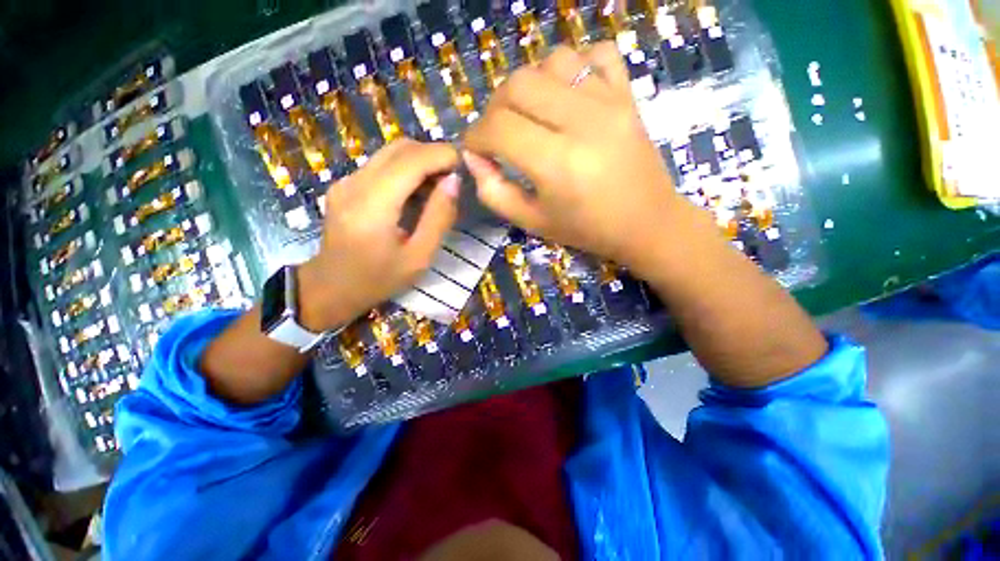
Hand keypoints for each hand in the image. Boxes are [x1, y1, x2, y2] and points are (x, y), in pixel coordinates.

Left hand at [297, 139, 459, 331]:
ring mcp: (346, 181)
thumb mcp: (419, 257)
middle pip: (400, 148)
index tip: (465, 165)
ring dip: (421, 161)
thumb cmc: (379, 279)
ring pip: (391, 153)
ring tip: (440, 186)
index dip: (442, 155)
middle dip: (433, 155)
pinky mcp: (345, 184)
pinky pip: (381, 165)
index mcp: (373, 205)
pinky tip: (417, 193)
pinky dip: (406, 170)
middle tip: (454, 177)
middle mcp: (355, 183)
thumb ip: (438, 217)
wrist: (331, 287)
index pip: (411, 160)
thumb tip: (453, 181)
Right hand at [463, 42, 684, 273]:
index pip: (498, 128)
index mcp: (556, 163)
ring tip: (531, 114)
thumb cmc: (587, 230)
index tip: (473, 149)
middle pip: (518, 84)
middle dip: (494, 108)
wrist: (646, 223)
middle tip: (497, 133)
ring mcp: (609, 101)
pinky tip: (568, 94)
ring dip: (530, 84)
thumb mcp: (533, 222)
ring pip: (552, 60)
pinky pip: (596, 54)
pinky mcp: (628, 94)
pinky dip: (574, 66)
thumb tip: (472, 157)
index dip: (474, 136)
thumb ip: (494, 192)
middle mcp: (581, 122)